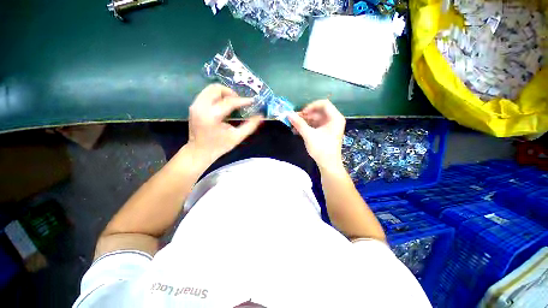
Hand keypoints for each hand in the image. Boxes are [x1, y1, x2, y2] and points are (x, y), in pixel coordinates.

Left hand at [186, 84, 262, 164]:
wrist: (199, 151)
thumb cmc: (219, 146)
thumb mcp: (237, 137)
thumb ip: (250, 126)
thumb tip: (260, 116)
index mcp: (212, 116)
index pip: (229, 102)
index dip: (242, 100)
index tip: (252, 101)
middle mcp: (201, 107)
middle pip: (216, 88)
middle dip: (231, 93)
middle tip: (239, 102)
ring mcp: (195, 105)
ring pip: (210, 89)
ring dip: (224, 93)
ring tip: (232, 103)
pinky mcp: (194, 106)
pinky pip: (206, 94)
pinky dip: (217, 96)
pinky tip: (223, 106)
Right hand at [288, 99, 345, 170]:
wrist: (328, 165)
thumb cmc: (322, 149)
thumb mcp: (309, 135)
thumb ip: (299, 123)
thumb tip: (288, 114)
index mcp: (335, 118)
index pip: (324, 104)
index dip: (311, 106)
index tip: (301, 113)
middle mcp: (333, 120)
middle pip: (318, 112)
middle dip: (305, 115)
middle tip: (293, 119)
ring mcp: (329, 126)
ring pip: (315, 119)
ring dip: (304, 122)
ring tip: (293, 126)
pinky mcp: (324, 132)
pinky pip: (315, 126)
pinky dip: (306, 127)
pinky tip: (296, 131)